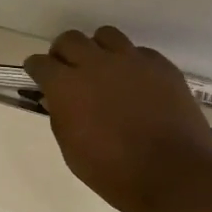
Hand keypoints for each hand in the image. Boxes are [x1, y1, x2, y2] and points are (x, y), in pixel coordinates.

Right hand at [24, 26, 211, 211]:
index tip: (40, 77)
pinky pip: (139, 52)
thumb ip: (61, 117)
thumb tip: (57, 100)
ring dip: (98, 50)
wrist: (173, 175)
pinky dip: (132, 63)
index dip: (37, 70)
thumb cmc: (114, 173)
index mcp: (67, 86)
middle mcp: (96, 63)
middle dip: (64, 53)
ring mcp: (131, 60)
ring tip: (105, 70)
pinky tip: (137, 84)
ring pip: (106, 36)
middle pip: (70, 39)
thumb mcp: (73, 151)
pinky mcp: (160, 65)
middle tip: (70, 71)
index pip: (40, 63)